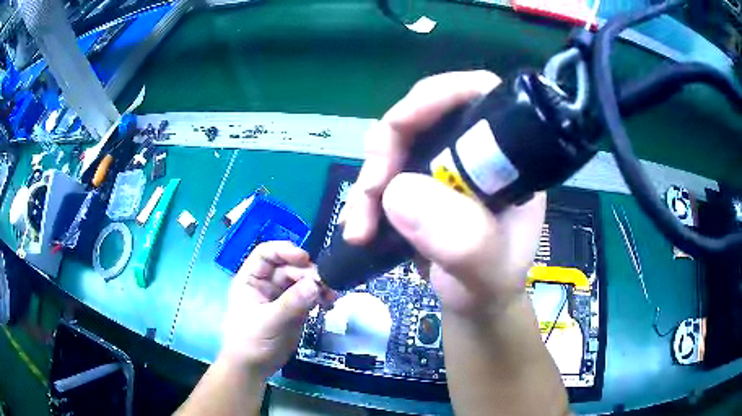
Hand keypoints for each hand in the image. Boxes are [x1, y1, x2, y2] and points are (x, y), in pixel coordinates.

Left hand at [219, 241, 320, 379]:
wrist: (253, 368)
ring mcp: (281, 297)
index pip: (266, 254)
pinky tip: (329, 304)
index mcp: (251, 279)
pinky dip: (320, 297)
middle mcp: (266, 284)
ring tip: (331, 296)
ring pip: (301, 281)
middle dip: (307, 273)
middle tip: (325, 285)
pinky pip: (309, 296)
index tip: (306, 258)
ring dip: (317, 285)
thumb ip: (292, 303)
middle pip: (289, 267)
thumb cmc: (251, 341)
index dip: (284, 251)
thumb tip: (316, 283)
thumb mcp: (269, 321)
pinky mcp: (294, 310)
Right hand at [341, 70, 545, 316]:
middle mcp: (473, 151)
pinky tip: (356, 226)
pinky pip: (382, 174)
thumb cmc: (491, 285)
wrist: (473, 305)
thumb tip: (398, 192)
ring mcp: (442, 165)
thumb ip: (462, 240)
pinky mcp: (417, 183)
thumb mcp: (486, 272)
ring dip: (368, 183)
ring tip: (358, 228)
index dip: (437, 96)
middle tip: (370, 194)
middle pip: (422, 116)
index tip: (398, 126)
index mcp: (506, 158)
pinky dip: (364, 197)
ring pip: (394, 146)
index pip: (478, 94)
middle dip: (387, 150)